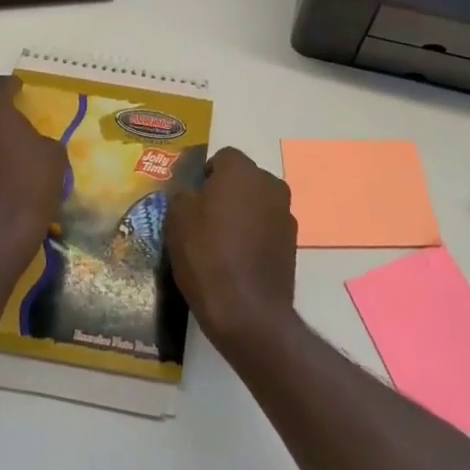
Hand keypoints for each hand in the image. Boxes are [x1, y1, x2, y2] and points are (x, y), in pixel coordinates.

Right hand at [166, 147, 297, 352]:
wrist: (247, 311)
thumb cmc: (207, 254)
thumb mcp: (177, 218)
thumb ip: (183, 193)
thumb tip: (191, 190)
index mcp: (241, 170)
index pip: (222, 158)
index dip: (205, 177)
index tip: (191, 201)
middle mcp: (269, 183)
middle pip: (242, 179)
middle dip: (225, 193)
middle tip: (203, 221)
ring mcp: (285, 213)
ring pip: (256, 204)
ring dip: (242, 214)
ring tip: (221, 245)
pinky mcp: (293, 242)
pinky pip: (267, 228)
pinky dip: (255, 236)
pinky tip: (239, 261)